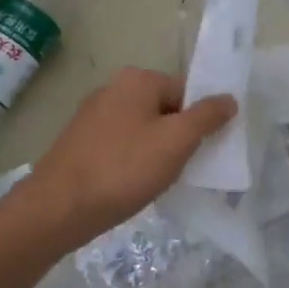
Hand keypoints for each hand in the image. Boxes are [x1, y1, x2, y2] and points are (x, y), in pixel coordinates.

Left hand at [20, 68, 236, 246]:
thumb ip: (206, 117)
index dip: (201, 121)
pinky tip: (132, 185)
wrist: (59, 207)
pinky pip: (121, 146)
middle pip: (165, 109)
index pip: (187, 92)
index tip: (203, 151)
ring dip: (156, 153)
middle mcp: (113, 88)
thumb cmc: (124, 169)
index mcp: (137, 79)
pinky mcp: (81, 142)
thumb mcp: (176, 142)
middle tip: (182, 169)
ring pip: (143, 130)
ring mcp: (93, 115)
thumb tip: (229, 98)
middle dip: (178, 138)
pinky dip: (133, 162)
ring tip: (157, 181)